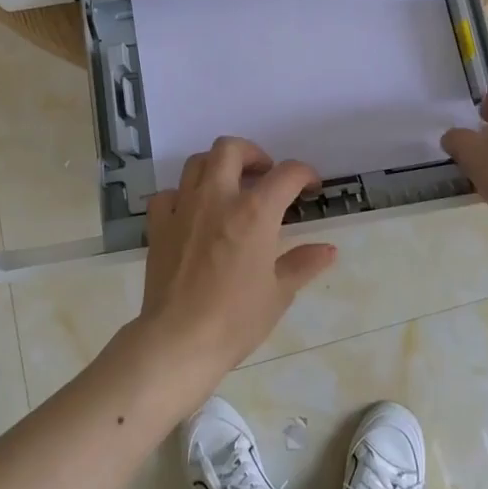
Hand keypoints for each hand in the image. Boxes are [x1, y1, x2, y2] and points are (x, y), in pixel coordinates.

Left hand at [131, 136, 337, 404]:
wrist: (179, 340)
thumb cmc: (236, 319)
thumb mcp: (279, 293)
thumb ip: (303, 263)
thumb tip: (328, 250)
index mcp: (254, 211)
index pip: (286, 174)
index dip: (304, 174)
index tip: (310, 186)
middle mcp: (217, 197)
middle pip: (230, 148)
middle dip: (252, 153)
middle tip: (263, 174)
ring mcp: (183, 207)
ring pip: (197, 162)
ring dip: (217, 166)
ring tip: (229, 187)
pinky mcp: (159, 224)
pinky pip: (168, 194)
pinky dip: (182, 196)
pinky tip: (191, 213)